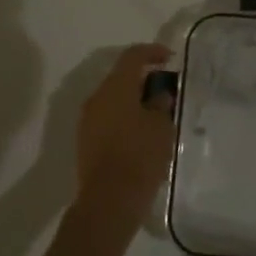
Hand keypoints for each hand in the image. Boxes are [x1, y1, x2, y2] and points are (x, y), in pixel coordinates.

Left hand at [73, 43, 174, 229]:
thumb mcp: (161, 126)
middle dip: (143, 79)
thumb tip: (158, 95)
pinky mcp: (85, 141)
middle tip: (164, 89)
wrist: (108, 203)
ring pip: (113, 99)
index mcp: (116, 87)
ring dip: (132, 100)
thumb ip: (161, 104)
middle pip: (121, 77)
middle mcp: (97, 97)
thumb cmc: (139, 156)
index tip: (169, 58)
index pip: (133, 56)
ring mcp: (88, 120)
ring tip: (155, 114)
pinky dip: (124, 118)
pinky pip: (107, 118)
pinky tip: (140, 134)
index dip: (152, 52)